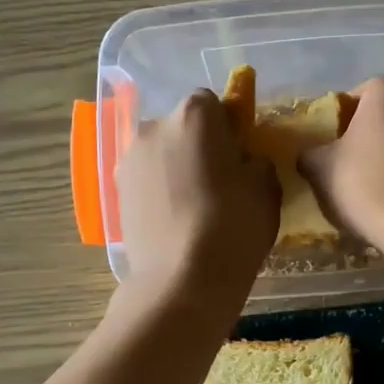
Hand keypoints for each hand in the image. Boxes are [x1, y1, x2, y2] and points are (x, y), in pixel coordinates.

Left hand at [117, 89, 278, 310]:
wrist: (181, 281)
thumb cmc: (233, 226)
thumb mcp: (267, 188)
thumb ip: (256, 161)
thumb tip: (243, 161)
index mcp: (194, 114)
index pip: (213, 103)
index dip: (228, 128)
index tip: (239, 156)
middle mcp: (154, 126)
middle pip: (181, 127)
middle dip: (198, 145)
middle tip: (219, 183)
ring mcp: (129, 160)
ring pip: (161, 154)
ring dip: (176, 168)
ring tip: (195, 208)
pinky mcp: (116, 192)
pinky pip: (146, 181)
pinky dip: (160, 192)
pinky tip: (176, 222)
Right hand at [299, 77, 383, 244]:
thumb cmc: (364, 182)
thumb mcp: (319, 167)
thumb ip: (310, 153)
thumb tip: (309, 156)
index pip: (356, 95)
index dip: (339, 119)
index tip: (329, 143)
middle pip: (383, 116)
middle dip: (365, 135)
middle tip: (345, 162)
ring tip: (369, 183)